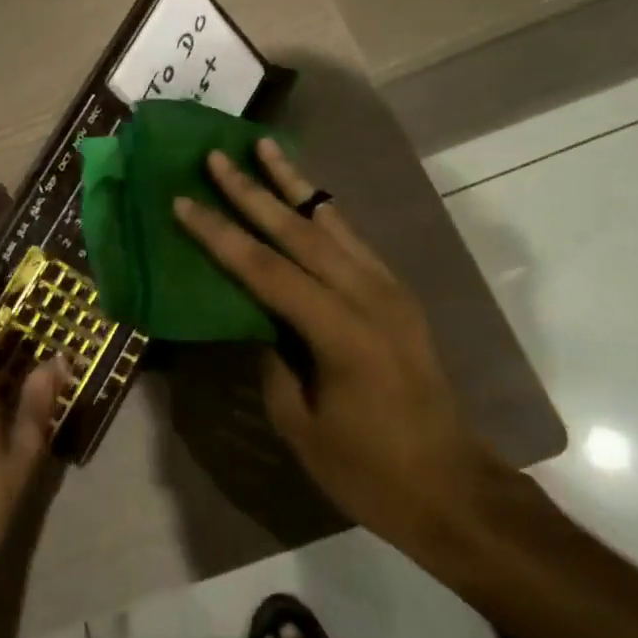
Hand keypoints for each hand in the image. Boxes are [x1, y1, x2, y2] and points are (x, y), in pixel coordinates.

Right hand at [172, 141, 505, 562]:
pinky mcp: (397, 294)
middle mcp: (366, 295)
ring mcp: (388, 289)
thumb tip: (256, 318)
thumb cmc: (370, 471)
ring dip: (293, 184)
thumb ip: (271, 360)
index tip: (184, 201)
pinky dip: (322, 212)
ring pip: (330, 222)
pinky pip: (352, 239)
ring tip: (265, 148)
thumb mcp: (300, 425)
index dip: (220, 234)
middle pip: (298, 230)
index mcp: (338, 330)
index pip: (264, 268)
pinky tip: (305, 197)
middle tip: (218, 155)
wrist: (454, 489)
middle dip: (252, 190)